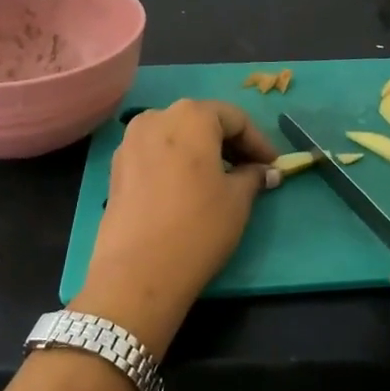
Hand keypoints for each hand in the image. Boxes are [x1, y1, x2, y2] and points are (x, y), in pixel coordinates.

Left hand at [74, 100, 278, 356]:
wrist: (137, 273)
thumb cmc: (198, 227)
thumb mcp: (238, 200)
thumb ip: (254, 176)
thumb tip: (265, 172)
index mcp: (191, 116)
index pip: (235, 118)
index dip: (258, 141)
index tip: (272, 165)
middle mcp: (157, 117)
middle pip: (202, 121)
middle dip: (229, 143)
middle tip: (251, 170)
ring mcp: (131, 141)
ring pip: (176, 135)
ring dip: (201, 151)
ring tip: (220, 179)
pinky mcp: (117, 167)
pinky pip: (156, 153)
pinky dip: (176, 162)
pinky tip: (188, 189)